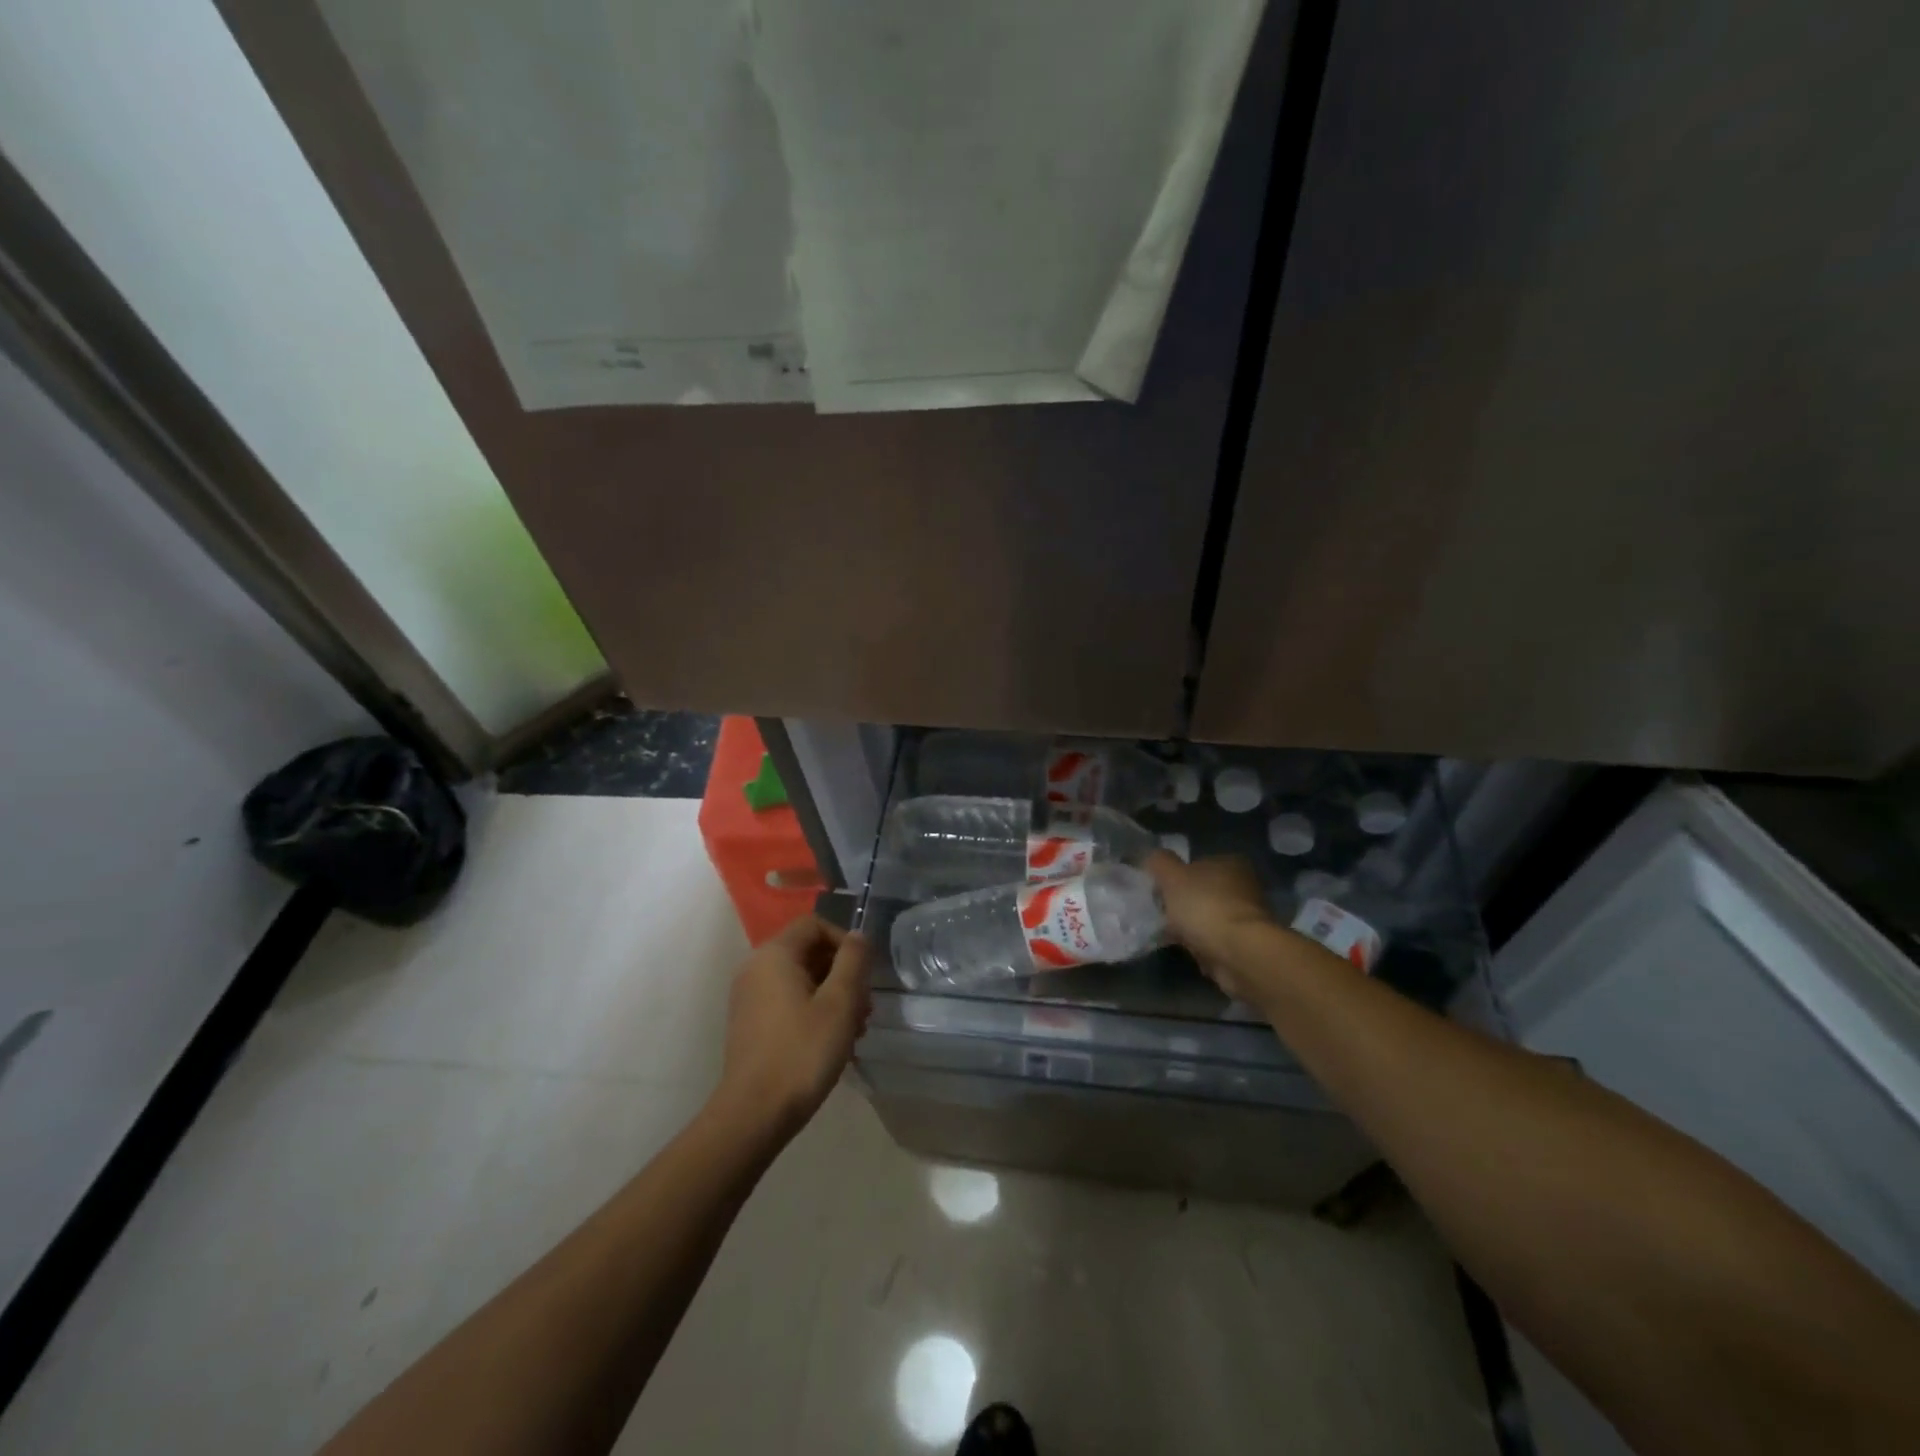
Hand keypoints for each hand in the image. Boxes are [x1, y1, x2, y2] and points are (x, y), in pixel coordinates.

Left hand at [714, 916, 871, 1138]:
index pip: (814, 924)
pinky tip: (831, 1041)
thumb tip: (858, 936)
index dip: (845, 941)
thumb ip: (853, 961)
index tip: (865, 972)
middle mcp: (755, 968)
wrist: (754, 1114)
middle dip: (842, 973)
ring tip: (855, 1029)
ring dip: (832, 995)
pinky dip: (813, 1010)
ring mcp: (749, 997)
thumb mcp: (840, 1003)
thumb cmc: (802, 1052)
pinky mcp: (749, 1023)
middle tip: (865, 1007)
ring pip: (800, 979)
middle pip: (808, 951)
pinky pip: (787, 1000)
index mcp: (774, 955)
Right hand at [1144, 851, 1278, 1002]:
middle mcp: (1243, 885)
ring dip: (1191, 926)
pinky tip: (1186, 950)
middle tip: (1161, 913)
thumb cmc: (1205, 906)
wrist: (1240, 954)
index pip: (1197, 863)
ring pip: (1208, 917)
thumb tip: (1154, 857)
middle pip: (1203, 891)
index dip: (1176, 875)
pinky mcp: (1245, 944)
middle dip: (1183, 903)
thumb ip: (1160, 862)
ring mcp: (1246, 916)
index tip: (1159, 890)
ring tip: (1169, 934)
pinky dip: (1201, 945)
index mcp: (1230, 862)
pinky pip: (1214, 940)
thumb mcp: (1172, 876)